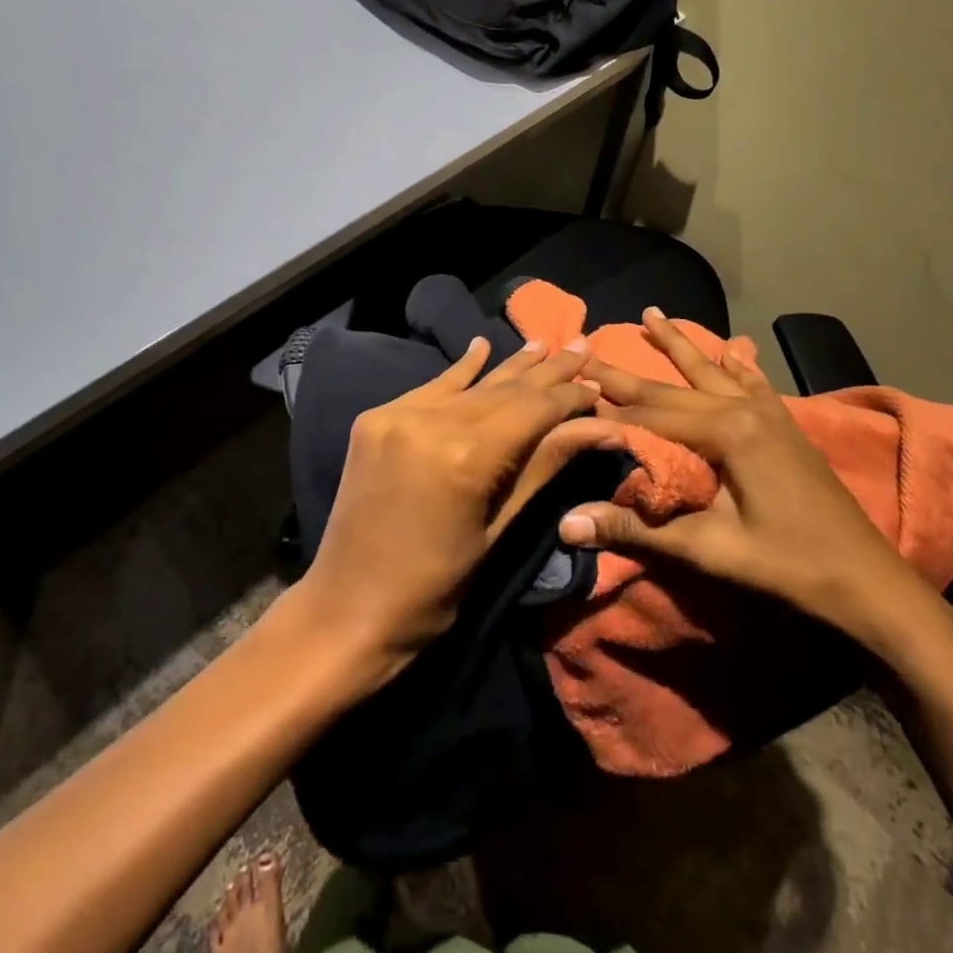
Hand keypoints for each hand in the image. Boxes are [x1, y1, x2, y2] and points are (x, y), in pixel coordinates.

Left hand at [295, 337, 621, 683]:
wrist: (347, 609)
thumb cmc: (435, 587)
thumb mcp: (499, 529)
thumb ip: (546, 466)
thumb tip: (604, 429)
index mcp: (466, 455)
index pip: (533, 409)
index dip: (570, 397)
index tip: (599, 386)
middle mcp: (430, 421)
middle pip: (504, 389)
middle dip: (547, 372)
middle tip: (582, 347)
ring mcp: (397, 414)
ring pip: (469, 384)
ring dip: (509, 366)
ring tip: (543, 343)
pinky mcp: (376, 418)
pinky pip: (430, 389)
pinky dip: (459, 371)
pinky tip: (481, 346)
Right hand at [558, 309, 941, 654]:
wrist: (869, 582)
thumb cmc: (788, 567)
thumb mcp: (709, 550)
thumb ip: (637, 529)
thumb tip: (566, 524)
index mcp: (727, 432)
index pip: (651, 417)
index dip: (609, 412)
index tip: (571, 392)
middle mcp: (746, 409)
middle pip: (674, 389)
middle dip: (628, 373)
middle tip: (589, 349)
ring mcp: (771, 413)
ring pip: (712, 373)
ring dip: (680, 346)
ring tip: (652, 314)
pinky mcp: (786, 426)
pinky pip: (753, 384)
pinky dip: (735, 365)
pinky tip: (730, 348)